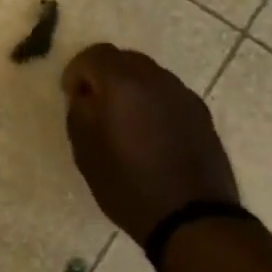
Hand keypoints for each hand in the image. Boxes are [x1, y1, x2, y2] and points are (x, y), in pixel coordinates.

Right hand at [61, 44, 239, 243]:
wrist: (191, 217)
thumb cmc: (127, 184)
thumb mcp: (85, 150)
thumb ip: (79, 110)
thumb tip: (85, 94)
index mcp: (124, 82)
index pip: (94, 54)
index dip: (76, 71)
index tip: (71, 96)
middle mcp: (157, 79)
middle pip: (124, 59)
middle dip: (104, 76)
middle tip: (94, 106)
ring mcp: (183, 95)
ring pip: (148, 76)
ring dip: (130, 89)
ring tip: (123, 123)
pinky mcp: (201, 114)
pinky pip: (168, 95)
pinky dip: (152, 104)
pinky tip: (150, 136)